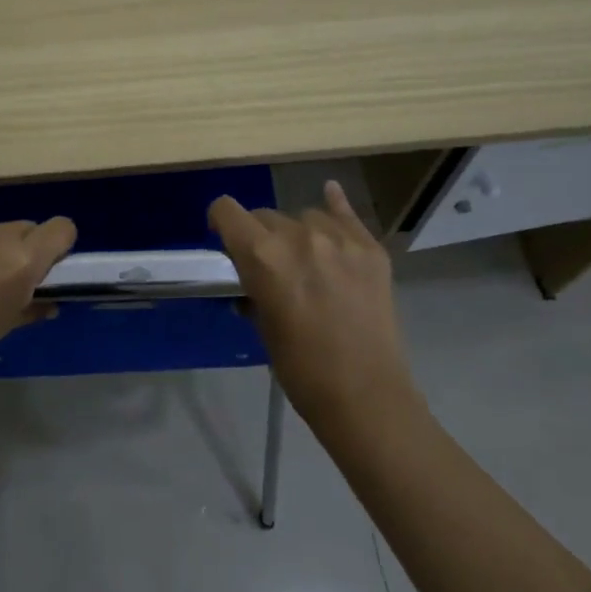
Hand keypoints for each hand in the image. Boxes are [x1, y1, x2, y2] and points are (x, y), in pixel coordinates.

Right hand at [209, 180, 415, 423]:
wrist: (365, 395)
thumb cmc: (301, 369)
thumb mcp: (263, 326)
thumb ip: (254, 288)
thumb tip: (252, 278)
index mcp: (263, 256)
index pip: (227, 212)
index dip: (219, 221)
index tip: (222, 237)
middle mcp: (299, 236)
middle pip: (266, 215)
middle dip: (259, 234)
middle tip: (268, 265)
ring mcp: (340, 239)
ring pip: (304, 216)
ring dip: (297, 232)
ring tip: (307, 261)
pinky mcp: (371, 249)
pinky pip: (346, 214)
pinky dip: (334, 208)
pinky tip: (330, 196)